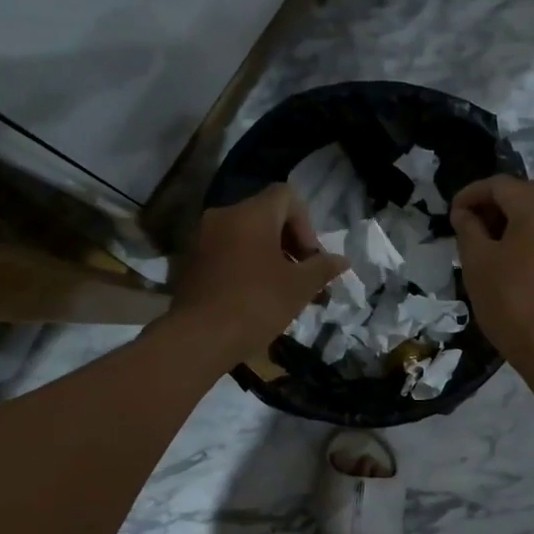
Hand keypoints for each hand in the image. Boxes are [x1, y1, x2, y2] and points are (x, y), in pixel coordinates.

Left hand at [168, 184, 347, 364]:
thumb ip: (322, 268)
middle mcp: (223, 216)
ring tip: (280, 290)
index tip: (309, 258)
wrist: (200, 337)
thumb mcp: (299, 287)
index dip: (306, 223)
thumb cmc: (256, 304)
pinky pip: (226, 252)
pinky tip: (253, 297)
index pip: (286, 195)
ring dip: (267, 255)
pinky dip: (244, 265)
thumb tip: (342, 260)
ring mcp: (202, 238)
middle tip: (301, 276)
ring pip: (245, 235)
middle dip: (289, 242)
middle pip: (265, 215)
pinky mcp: (190, 261)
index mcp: (251, 213)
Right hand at [448, 176, 533, 373]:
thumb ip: (468, 228)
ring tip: (488, 243)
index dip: (471, 195)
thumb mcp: (477, 263)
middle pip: (524, 192)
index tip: (452, 215)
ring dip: (513, 218)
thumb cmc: (510, 302)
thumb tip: (465, 213)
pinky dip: (531, 233)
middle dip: (494, 204)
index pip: (499, 185)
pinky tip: (513, 256)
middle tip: (469, 227)